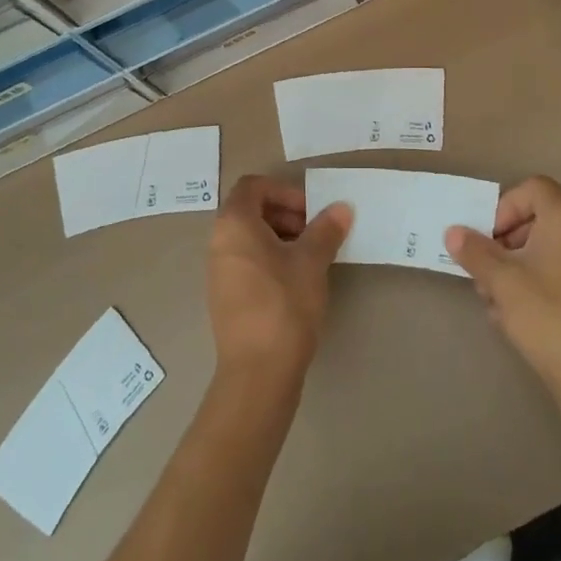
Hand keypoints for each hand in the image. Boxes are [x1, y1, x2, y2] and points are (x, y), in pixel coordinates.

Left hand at [207, 175, 352, 384]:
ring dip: (282, 238)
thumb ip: (326, 229)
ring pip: (250, 238)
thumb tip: (341, 207)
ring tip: (312, 258)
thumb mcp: (311, 261)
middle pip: (251, 210)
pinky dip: (271, 260)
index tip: (311, 211)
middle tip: (316, 233)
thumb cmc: (284, 304)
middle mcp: (219, 242)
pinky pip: (248, 262)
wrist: (258, 374)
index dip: (284, 191)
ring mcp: (219, 271)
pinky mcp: (226, 297)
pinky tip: (297, 282)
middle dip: (286, 214)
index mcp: (234, 223)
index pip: (254, 186)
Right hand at [445, 176, 560, 405]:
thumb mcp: (501, 280)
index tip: (488, 239)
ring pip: (540, 250)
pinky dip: (530, 285)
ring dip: (511, 267)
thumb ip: (474, 251)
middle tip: (482, 269)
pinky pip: (553, 273)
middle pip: (534, 219)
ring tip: (491, 299)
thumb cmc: (548, 314)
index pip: (532, 189)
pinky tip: (509, 316)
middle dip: (502, 242)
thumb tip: (453, 233)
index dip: (504, 207)